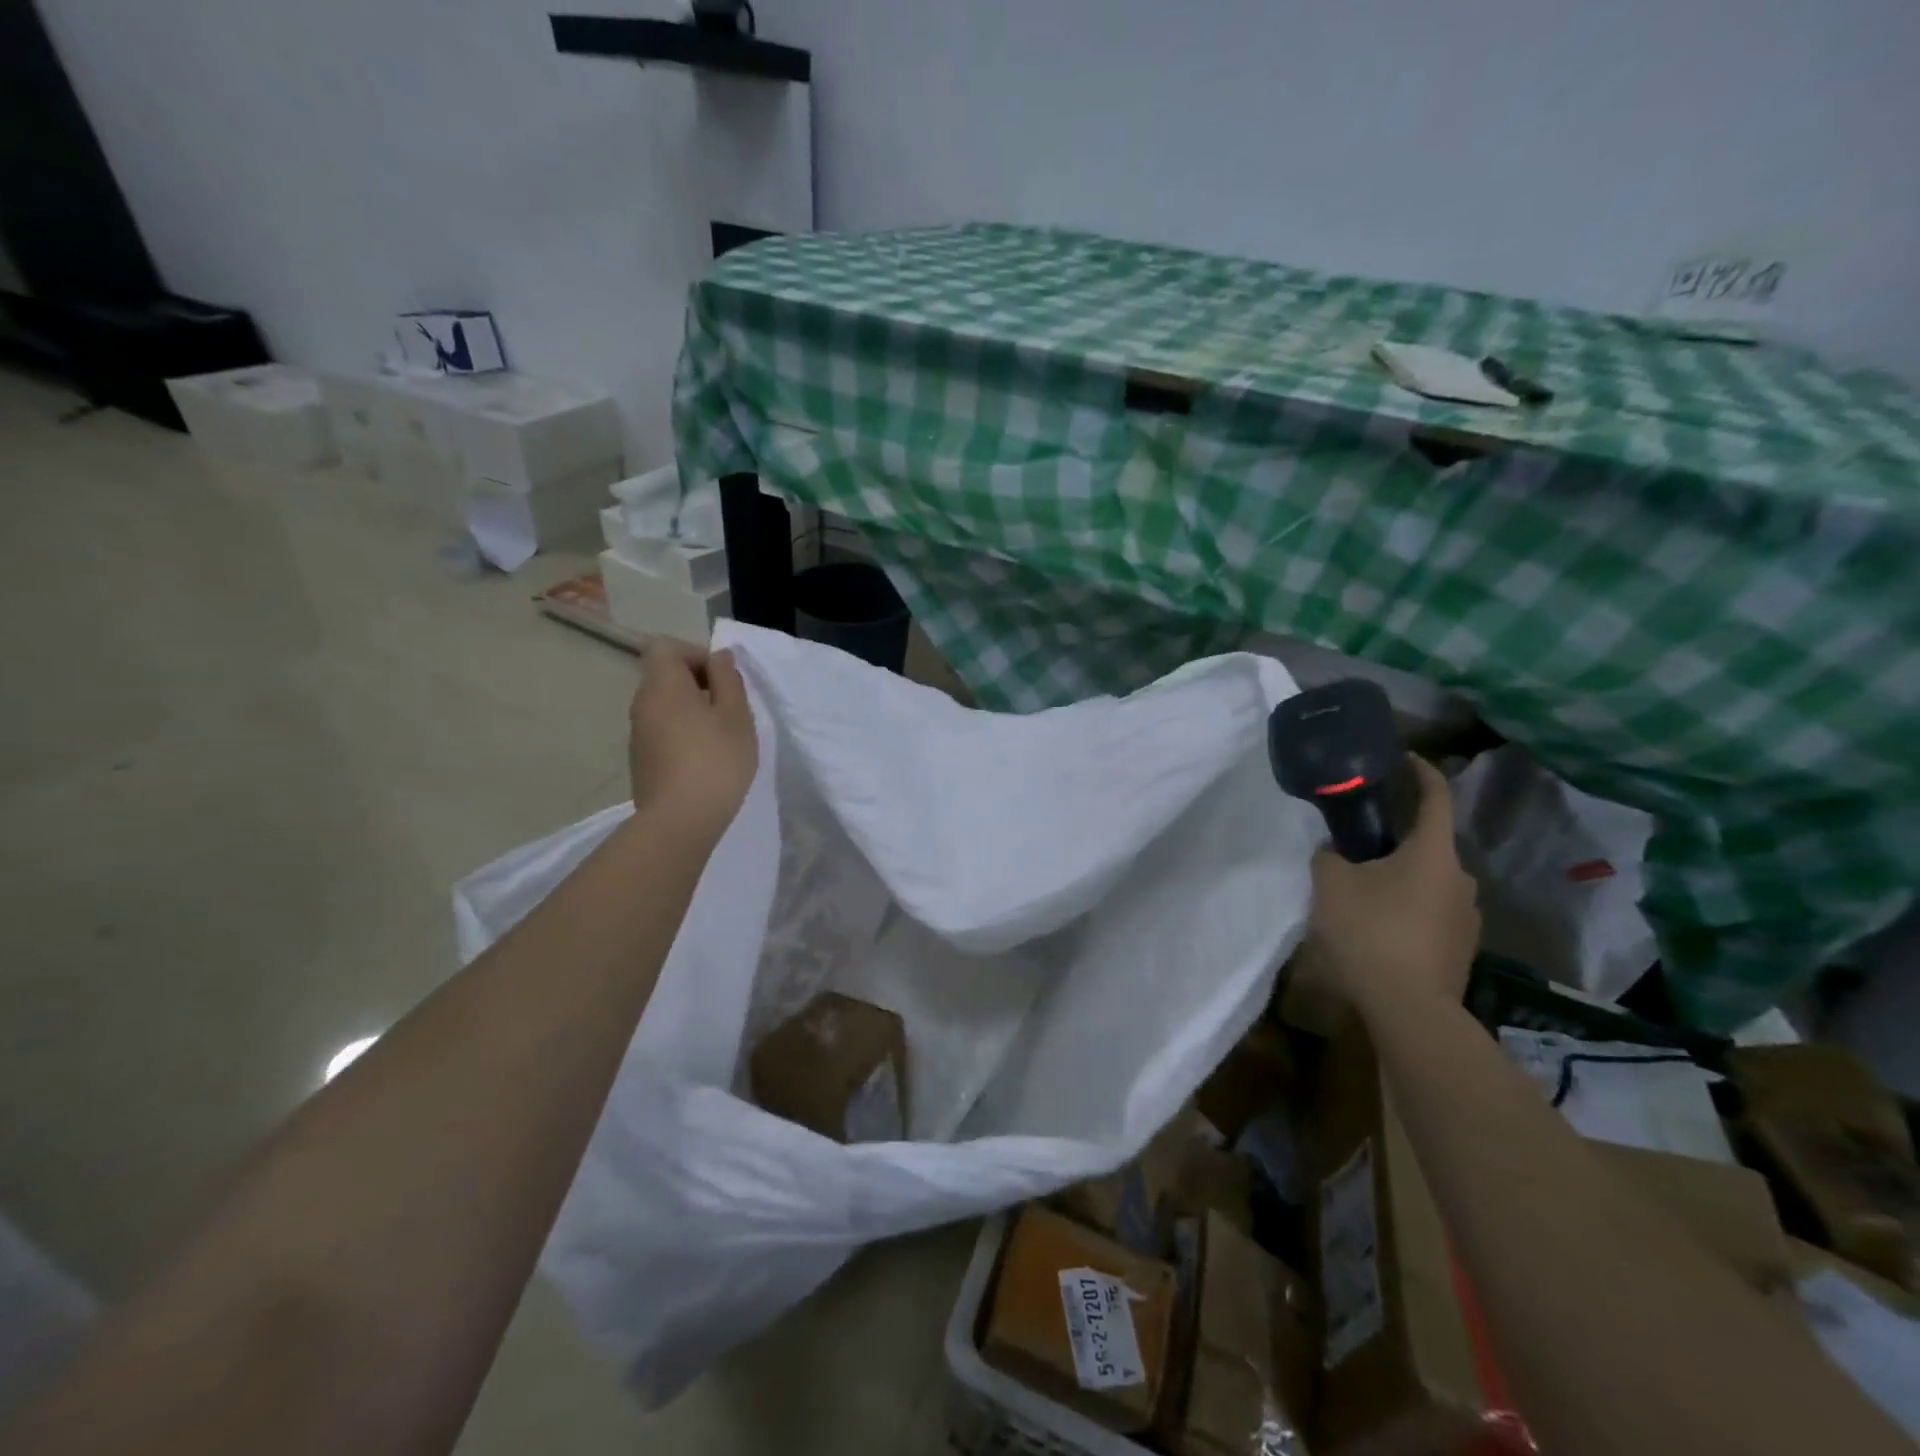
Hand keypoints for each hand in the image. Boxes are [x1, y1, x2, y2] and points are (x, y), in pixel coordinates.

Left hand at [628, 642, 757, 835]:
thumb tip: (719, 657)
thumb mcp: (736, 715)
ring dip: (692, 711)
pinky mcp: (640, 759)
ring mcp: (638, 733)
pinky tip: (705, 760)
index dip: (696, 654)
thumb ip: (728, 679)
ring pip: (665, 705)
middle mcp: (642, 703)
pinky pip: (662, 730)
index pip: (666, 647)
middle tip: (729, 709)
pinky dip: (683, 733)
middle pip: (665, 675)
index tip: (722, 679)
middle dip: (698, 683)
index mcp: (663, 685)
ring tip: (721, 737)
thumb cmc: (715, 760)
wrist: (679, 821)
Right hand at [1301, 754, 1479, 1015]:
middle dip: (1395, 838)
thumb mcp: (1331, 883)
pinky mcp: (1461, 947)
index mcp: (1432, 852)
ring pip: (1428, 880)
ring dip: (1399, 876)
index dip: (1420, 771)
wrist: (1409, 1008)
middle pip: (1427, 844)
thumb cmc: (1370, 931)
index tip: (1402, 758)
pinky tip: (1378, 926)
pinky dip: (1406, 907)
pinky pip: (1430, 911)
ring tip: (1362, 889)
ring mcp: (1466, 916)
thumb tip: (1336, 852)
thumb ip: (1329, 856)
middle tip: (1357, 841)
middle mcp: (1460, 878)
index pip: (1435, 796)